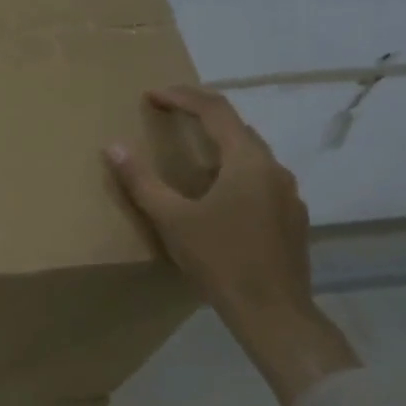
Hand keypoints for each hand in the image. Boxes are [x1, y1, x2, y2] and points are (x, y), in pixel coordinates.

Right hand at [105, 86, 357, 405]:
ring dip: (220, 146)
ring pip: (251, 155)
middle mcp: (273, 168)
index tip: (152, 95)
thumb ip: (141, 181)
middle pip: (237, 128)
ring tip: (190, 156)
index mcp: (246, 161)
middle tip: (170, 116)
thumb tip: (113, 146)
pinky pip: (260, 180)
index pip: (215, 110)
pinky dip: (235, 173)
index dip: (182, 97)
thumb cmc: (219, 260)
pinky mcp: (292, 217)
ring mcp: (288, 193)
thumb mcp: (172, 220)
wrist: (272, 310)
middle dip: (202, 116)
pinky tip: (219, 198)